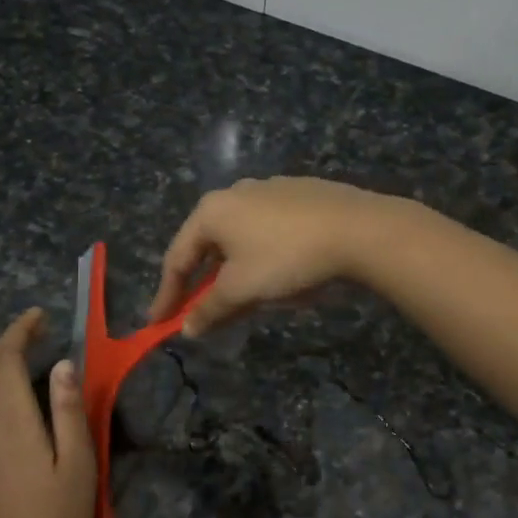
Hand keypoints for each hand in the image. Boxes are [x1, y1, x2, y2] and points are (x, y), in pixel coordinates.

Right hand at [147, 177, 399, 335]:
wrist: (358, 229)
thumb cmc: (286, 257)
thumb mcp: (242, 289)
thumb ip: (209, 309)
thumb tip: (187, 328)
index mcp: (212, 211)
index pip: (177, 258)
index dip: (167, 295)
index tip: (158, 324)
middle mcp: (236, 192)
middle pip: (209, 246)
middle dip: (205, 283)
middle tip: (203, 314)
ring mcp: (271, 189)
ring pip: (241, 238)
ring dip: (237, 271)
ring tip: (247, 299)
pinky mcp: (302, 194)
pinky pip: (270, 231)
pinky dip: (265, 256)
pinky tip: (282, 273)